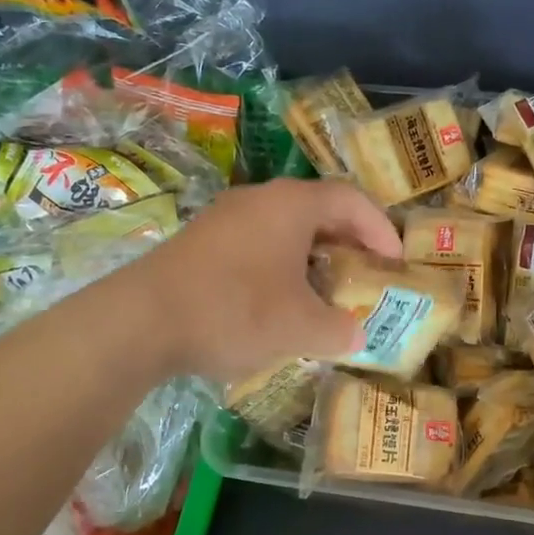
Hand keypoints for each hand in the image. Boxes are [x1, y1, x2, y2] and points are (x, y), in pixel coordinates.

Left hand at [137, 178, 401, 382]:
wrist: (139, 321)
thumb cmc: (235, 310)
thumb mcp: (300, 327)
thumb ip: (339, 329)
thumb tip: (356, 335)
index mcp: (291, 204)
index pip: (351, 199)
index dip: (380, 228)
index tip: (394, 262)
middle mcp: (259, 199)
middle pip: (318, 209)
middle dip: (348, 242)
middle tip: (365, 273)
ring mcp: (224, 218)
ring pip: (284, 228)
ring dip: (312, 256)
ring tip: (325, 291)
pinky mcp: (200, 242)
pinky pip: (256, 243)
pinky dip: (280, 265)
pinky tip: (277, 301)